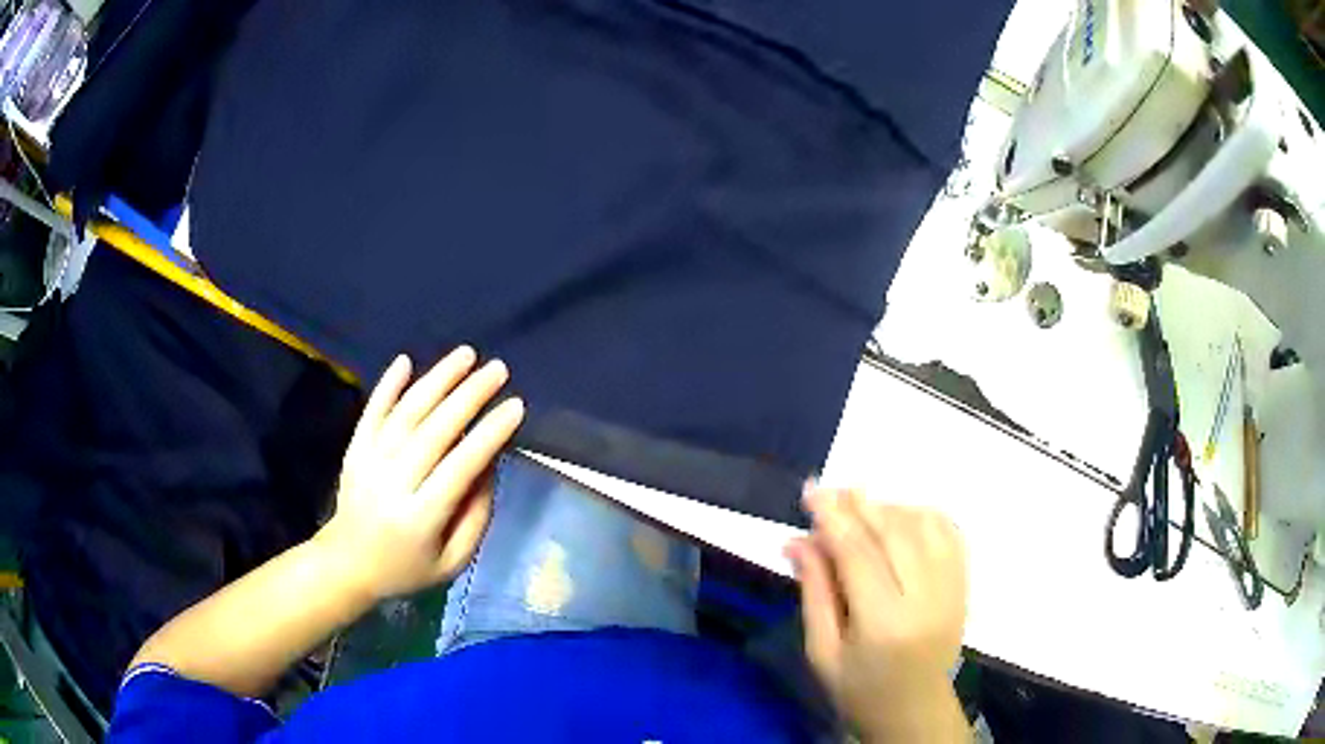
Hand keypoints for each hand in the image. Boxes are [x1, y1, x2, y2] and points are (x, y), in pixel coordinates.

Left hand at [315, 347, 524, 601]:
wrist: (347, 564)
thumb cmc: (406, 568)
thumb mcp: (452, 562)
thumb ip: (476, 517)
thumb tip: (489, 465)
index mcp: (421, 517)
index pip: (460, 467)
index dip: (489, 434)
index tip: (516, 406)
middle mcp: (394, 483)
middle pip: (434, 431)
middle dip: (469, 396)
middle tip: (498, 370)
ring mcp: (369, 462)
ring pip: (406, 414)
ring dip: (436, 380)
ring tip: (466, 354)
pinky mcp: (354, 450)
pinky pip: (372, 412)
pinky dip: (388, 385)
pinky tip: (405, 360)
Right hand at [786, 487, 968, 742]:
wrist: (914, 710)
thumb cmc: (859, 689)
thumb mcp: (822, 651)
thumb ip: (814, 592)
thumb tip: (798, 541)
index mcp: (884, 623)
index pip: (858, 555)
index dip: (833, 519)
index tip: (811, 492)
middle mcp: (926, 598)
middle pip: (894, 533)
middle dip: (860, 505)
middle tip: (831, 490)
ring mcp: (952, 588)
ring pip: (925, 526)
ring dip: (890, 507)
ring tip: (860, 505)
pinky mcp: (964, 585)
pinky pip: (950, 533)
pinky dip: (924, 515)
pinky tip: (900, 516)